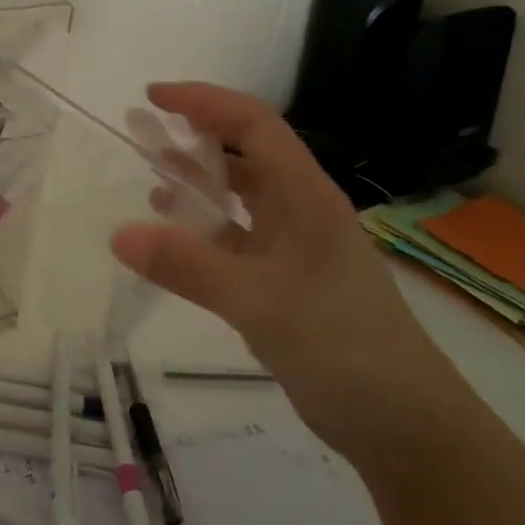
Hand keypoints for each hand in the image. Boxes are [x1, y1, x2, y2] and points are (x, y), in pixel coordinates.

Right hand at [112, 82, 472, 465]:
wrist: (407, 428)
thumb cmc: (346, 350)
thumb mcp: (261, 304)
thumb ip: (189, 267)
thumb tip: (117, 234)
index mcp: (307, 198)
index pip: (255, 125)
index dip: (205, 102)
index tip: (153, 96)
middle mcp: (302, 213)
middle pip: (246, 154)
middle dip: (195, 136)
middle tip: (141, 132)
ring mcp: (294, 249)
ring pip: (239, 199)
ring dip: (197, 182)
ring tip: (148, 176)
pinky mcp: (283, 283)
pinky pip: (234, 240)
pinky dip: (201, 231)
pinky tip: (172, 239)